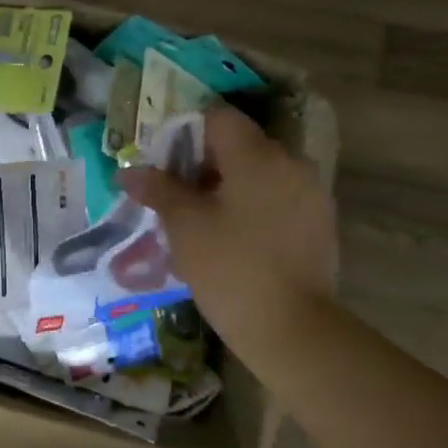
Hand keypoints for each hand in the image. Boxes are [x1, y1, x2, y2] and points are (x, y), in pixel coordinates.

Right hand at [119, 106, 337, 367]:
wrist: (291, 328)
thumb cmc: (229, 267)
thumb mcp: (184, 225)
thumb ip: (157, 190)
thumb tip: (129, 172)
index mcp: (258, 156)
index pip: (218, 118)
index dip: (185, 131)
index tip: (162, 161)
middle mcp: (290, 164)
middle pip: (240, 144)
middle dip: (202, 163)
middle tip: (172, 194)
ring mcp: (310, 194)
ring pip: (259, 173)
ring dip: (226, 186)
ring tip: (198, 220)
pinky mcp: (318, 224)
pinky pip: (277, 198)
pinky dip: (250, 206)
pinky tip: (230, 238)